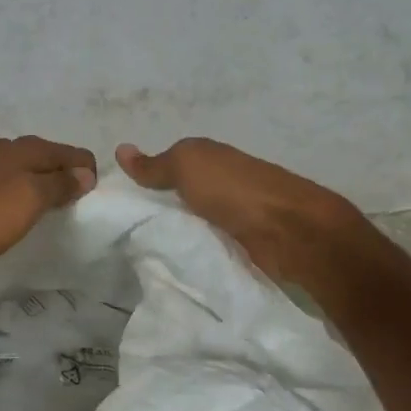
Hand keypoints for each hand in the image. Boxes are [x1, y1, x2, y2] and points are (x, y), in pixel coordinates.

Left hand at [0, 137, 97, 272]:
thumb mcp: (30, 201)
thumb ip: (61, 184)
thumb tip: (86, 173)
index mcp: (29, 148)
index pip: (77, 154)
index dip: (88, 177)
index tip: (85, 207)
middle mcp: (10, 148)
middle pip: (54, 160)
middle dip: (67, 182)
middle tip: (68, 214)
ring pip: (31, 171)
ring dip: (43, 190)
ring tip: (43, 218)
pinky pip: (11, 183)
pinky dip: (22, 196)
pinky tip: (15, 216)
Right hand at [115, 138, 377, 287]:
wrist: (290, 230)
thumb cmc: (234, 190)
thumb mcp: (187, 167)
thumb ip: (155, 165)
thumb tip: (120, 149)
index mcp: (212, 157)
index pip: (173, 164)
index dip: (149, 177)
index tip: (122, 200)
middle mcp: (225, 181)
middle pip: (186, 193)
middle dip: (163, 207)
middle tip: (126, 230)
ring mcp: (239, 213)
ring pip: (199, 219)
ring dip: (181, 229)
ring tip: (147, 250)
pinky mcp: (248, 243)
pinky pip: (214, 242)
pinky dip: (199, 247)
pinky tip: (180, 261)